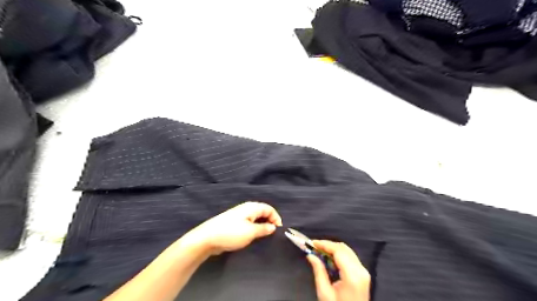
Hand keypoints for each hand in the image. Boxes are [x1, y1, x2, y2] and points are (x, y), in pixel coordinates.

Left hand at [181, 202, 282, 255]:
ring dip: (262, 225)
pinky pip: (249, 223)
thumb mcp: (251, 232)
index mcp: (251, 207)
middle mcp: (246, 208)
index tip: (279, 231)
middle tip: (273, 234)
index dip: (276, 218)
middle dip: (269, 221)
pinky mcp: (234, 223)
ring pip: (255, 218)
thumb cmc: (231, 233)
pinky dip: (254, 228)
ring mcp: (239, 215)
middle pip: (263, 212)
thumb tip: (273, 227)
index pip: (269, 209)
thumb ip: (264, 228)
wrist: (207, 238)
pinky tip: (253, 237)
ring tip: (264, 237)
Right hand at [308, 239, 371, 300]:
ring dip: (333, 249)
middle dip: (328, 245)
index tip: (312, 243)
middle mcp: (361, 270)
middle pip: (343, 249)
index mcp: (352, 275)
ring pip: (347, 251)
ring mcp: (364, 272)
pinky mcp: (363, 275)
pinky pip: (350, 258)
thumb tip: (311, 255)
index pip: (338, 251)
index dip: (324, 244)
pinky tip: (329, 259)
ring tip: (319, 252)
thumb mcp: (325, 293)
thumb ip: (318, 271)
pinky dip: (339, 255)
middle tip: (314, 247)